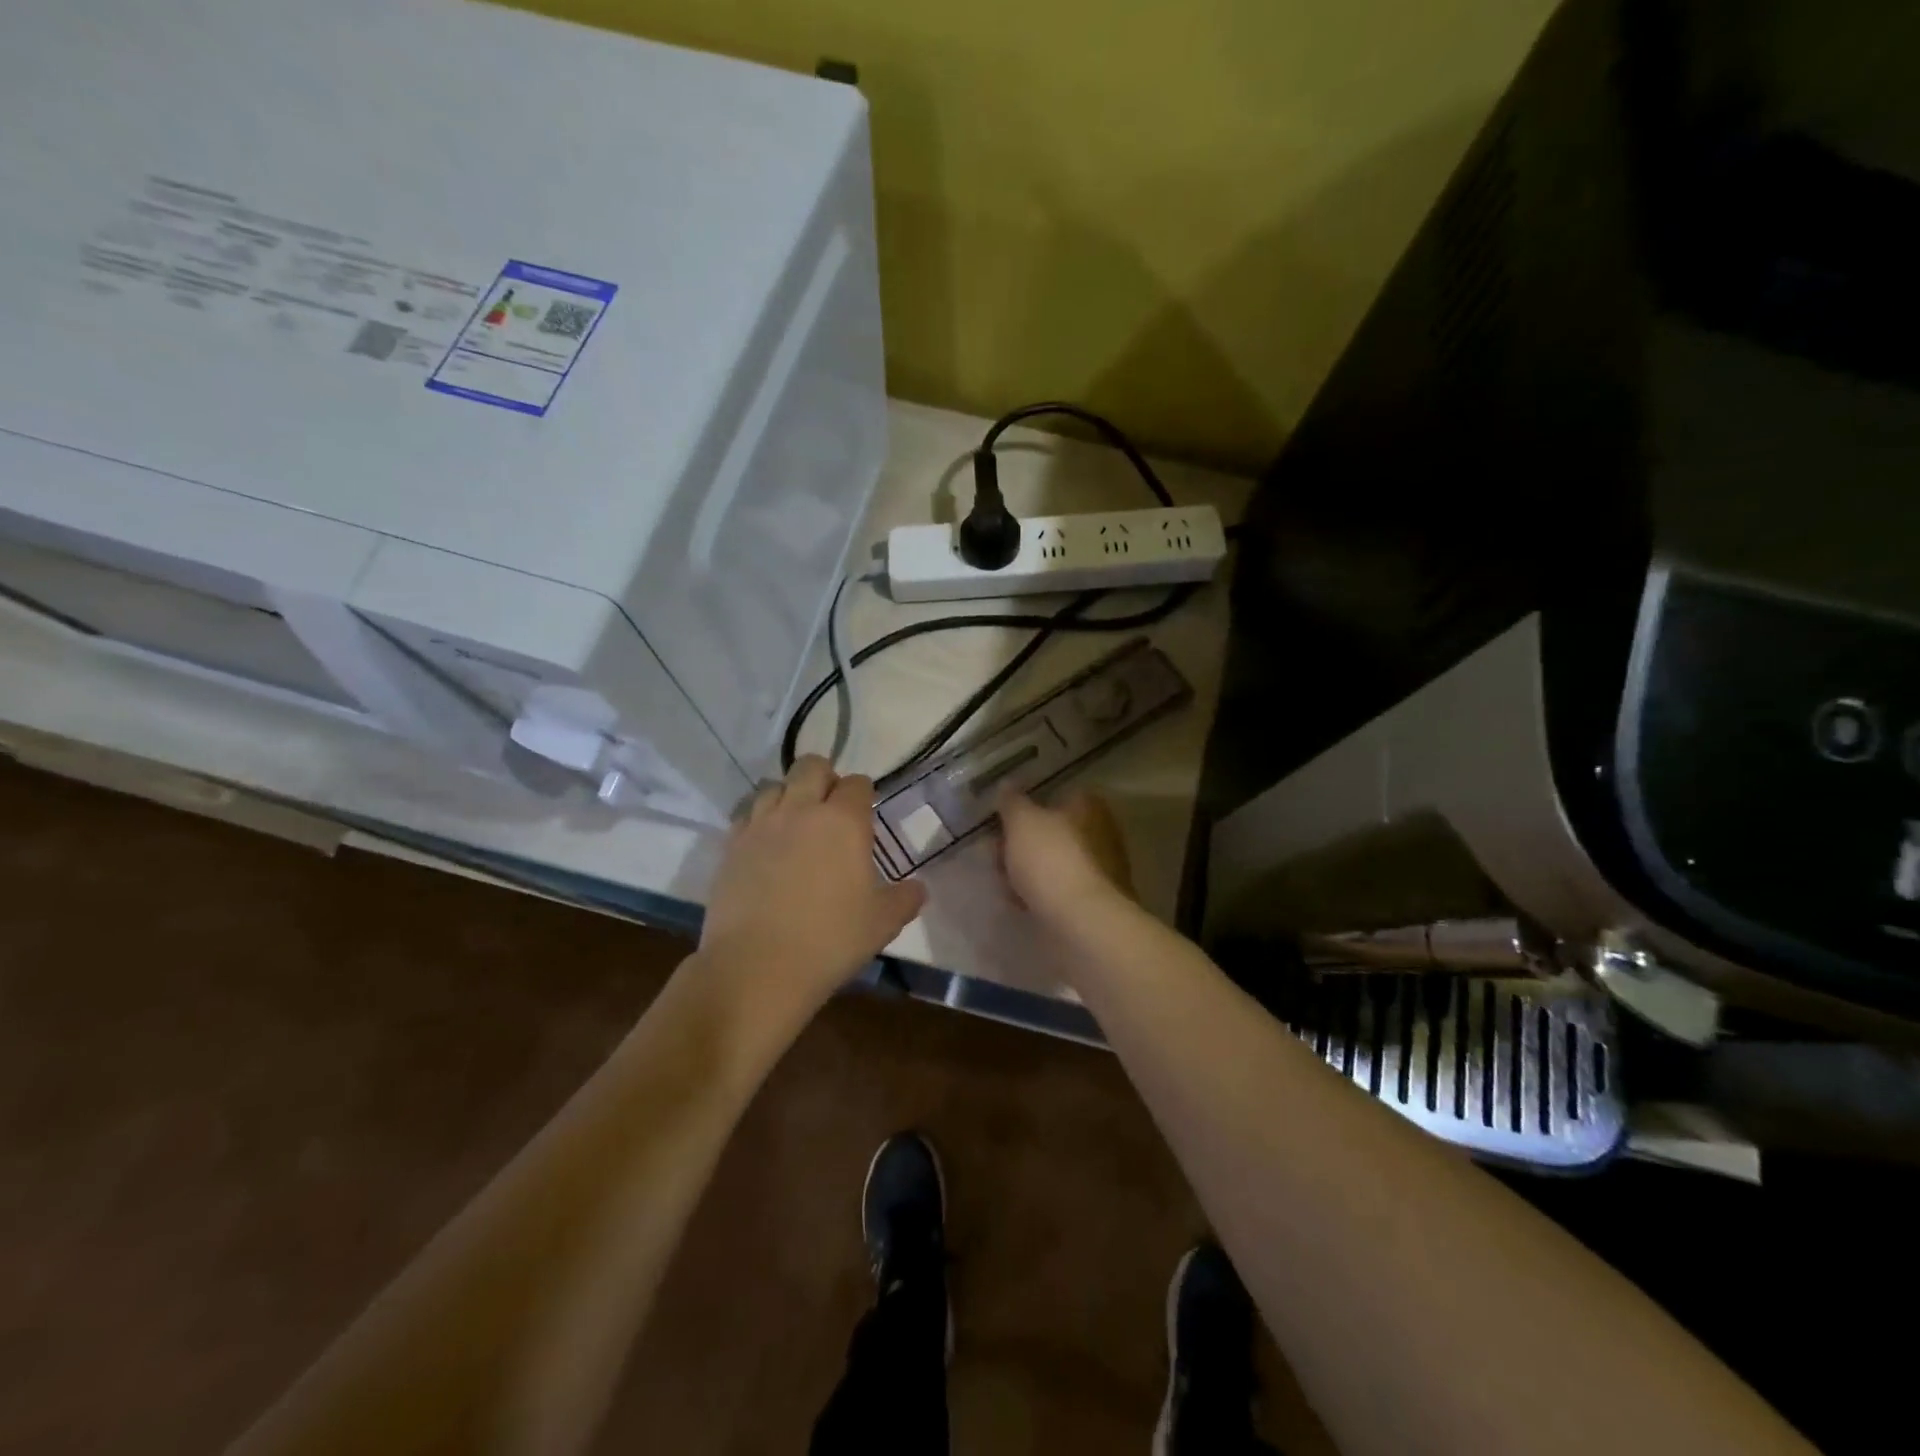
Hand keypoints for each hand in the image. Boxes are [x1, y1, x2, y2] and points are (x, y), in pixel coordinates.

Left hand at [695, 756, 925, 1021]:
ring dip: (789, 796)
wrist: (758, 967)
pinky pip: (746, 815)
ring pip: (774, 785)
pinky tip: (766, 846)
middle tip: (830, 811)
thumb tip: (918, 888)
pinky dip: (759, 820)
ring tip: (795, 825)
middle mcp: (801, 810)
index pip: (857, 784)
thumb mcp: (883, 923)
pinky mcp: (731, 846)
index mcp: (843, 821)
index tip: (865, 815)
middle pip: (811, 766)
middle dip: (824, 778)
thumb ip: (905, 899)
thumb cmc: (830, 941)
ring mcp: (761, 825)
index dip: (863, 795)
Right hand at [997, 789, 1135, 925]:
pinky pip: (1059, 888)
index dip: (1028, 805)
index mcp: (1088, 806)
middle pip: (1054, 830)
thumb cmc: (1051, 859)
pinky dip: (1040, 892)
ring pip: (1054, 861)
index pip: (1057, 794)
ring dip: (1029, 868)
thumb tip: (1007, 785)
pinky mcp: (1094, 899)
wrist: (1081, 920)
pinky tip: (1019, 901)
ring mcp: (1101, 868)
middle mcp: (1101, 831)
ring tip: (1002, 881)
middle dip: (1024, 841)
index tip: (1003, 819)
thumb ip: (1012, 801)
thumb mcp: (1021, 821)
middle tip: (996, 852)